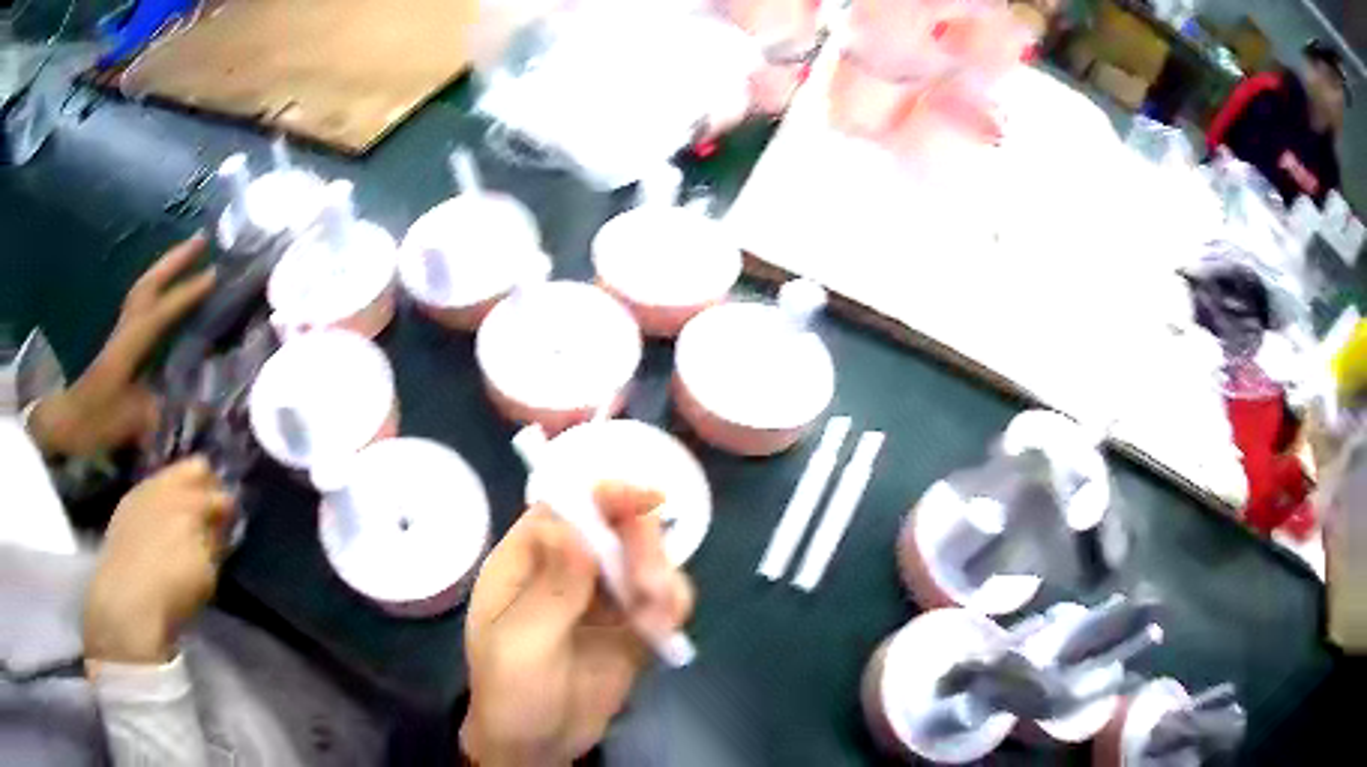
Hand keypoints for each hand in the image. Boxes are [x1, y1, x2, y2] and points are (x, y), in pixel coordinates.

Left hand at [29, 236, 215, 457]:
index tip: (214, 274)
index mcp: (129, 344)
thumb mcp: (128, 422)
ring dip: (165, 268)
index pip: (161, 311)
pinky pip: (140, 302)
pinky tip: (163, 289)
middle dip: (175, 260)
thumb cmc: (96, 421)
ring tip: (187, 255)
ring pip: (144, 288)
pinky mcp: (118, 342)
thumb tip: (186, 407)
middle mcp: (126, 329)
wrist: (68, 423)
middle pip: (150, 283)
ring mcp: (120, 333)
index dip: (186, 293)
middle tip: (202, 239)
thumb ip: (157, 408)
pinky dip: (154, 287)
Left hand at [83, 458, 235, 664]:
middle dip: (204, 485)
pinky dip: (160, 500)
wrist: (128, 598)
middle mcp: (168, 484)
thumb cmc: (174, 589)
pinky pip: (151, 489)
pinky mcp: (127, 503)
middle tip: (209, 512)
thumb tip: (221, 519)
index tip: (229, 520)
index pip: (218, 490)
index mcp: (192, 501)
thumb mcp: (206, 571)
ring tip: (184, 518)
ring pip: (171, 475)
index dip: (225, 505)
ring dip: (181, 491)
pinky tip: (160, 524)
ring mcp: (144, 490)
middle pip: (195, 467)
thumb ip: (214, 539)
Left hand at [462, 482, 693, 766]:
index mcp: (526, 562)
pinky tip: (664, 634)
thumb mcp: (521, 643)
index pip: (564, 509)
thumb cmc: (510, 692)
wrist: (536, 747)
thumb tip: (573, 526)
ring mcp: (601, 599)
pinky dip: (672, 609)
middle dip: (642, 548)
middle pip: (614, 529)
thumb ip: (551, 588)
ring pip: (645, 561)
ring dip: (663, 581)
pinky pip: (662, 601)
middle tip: (651, 588)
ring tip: (656, 624)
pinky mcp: (631, 628)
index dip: (602, 496)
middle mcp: (566, 570)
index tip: (644, 500)